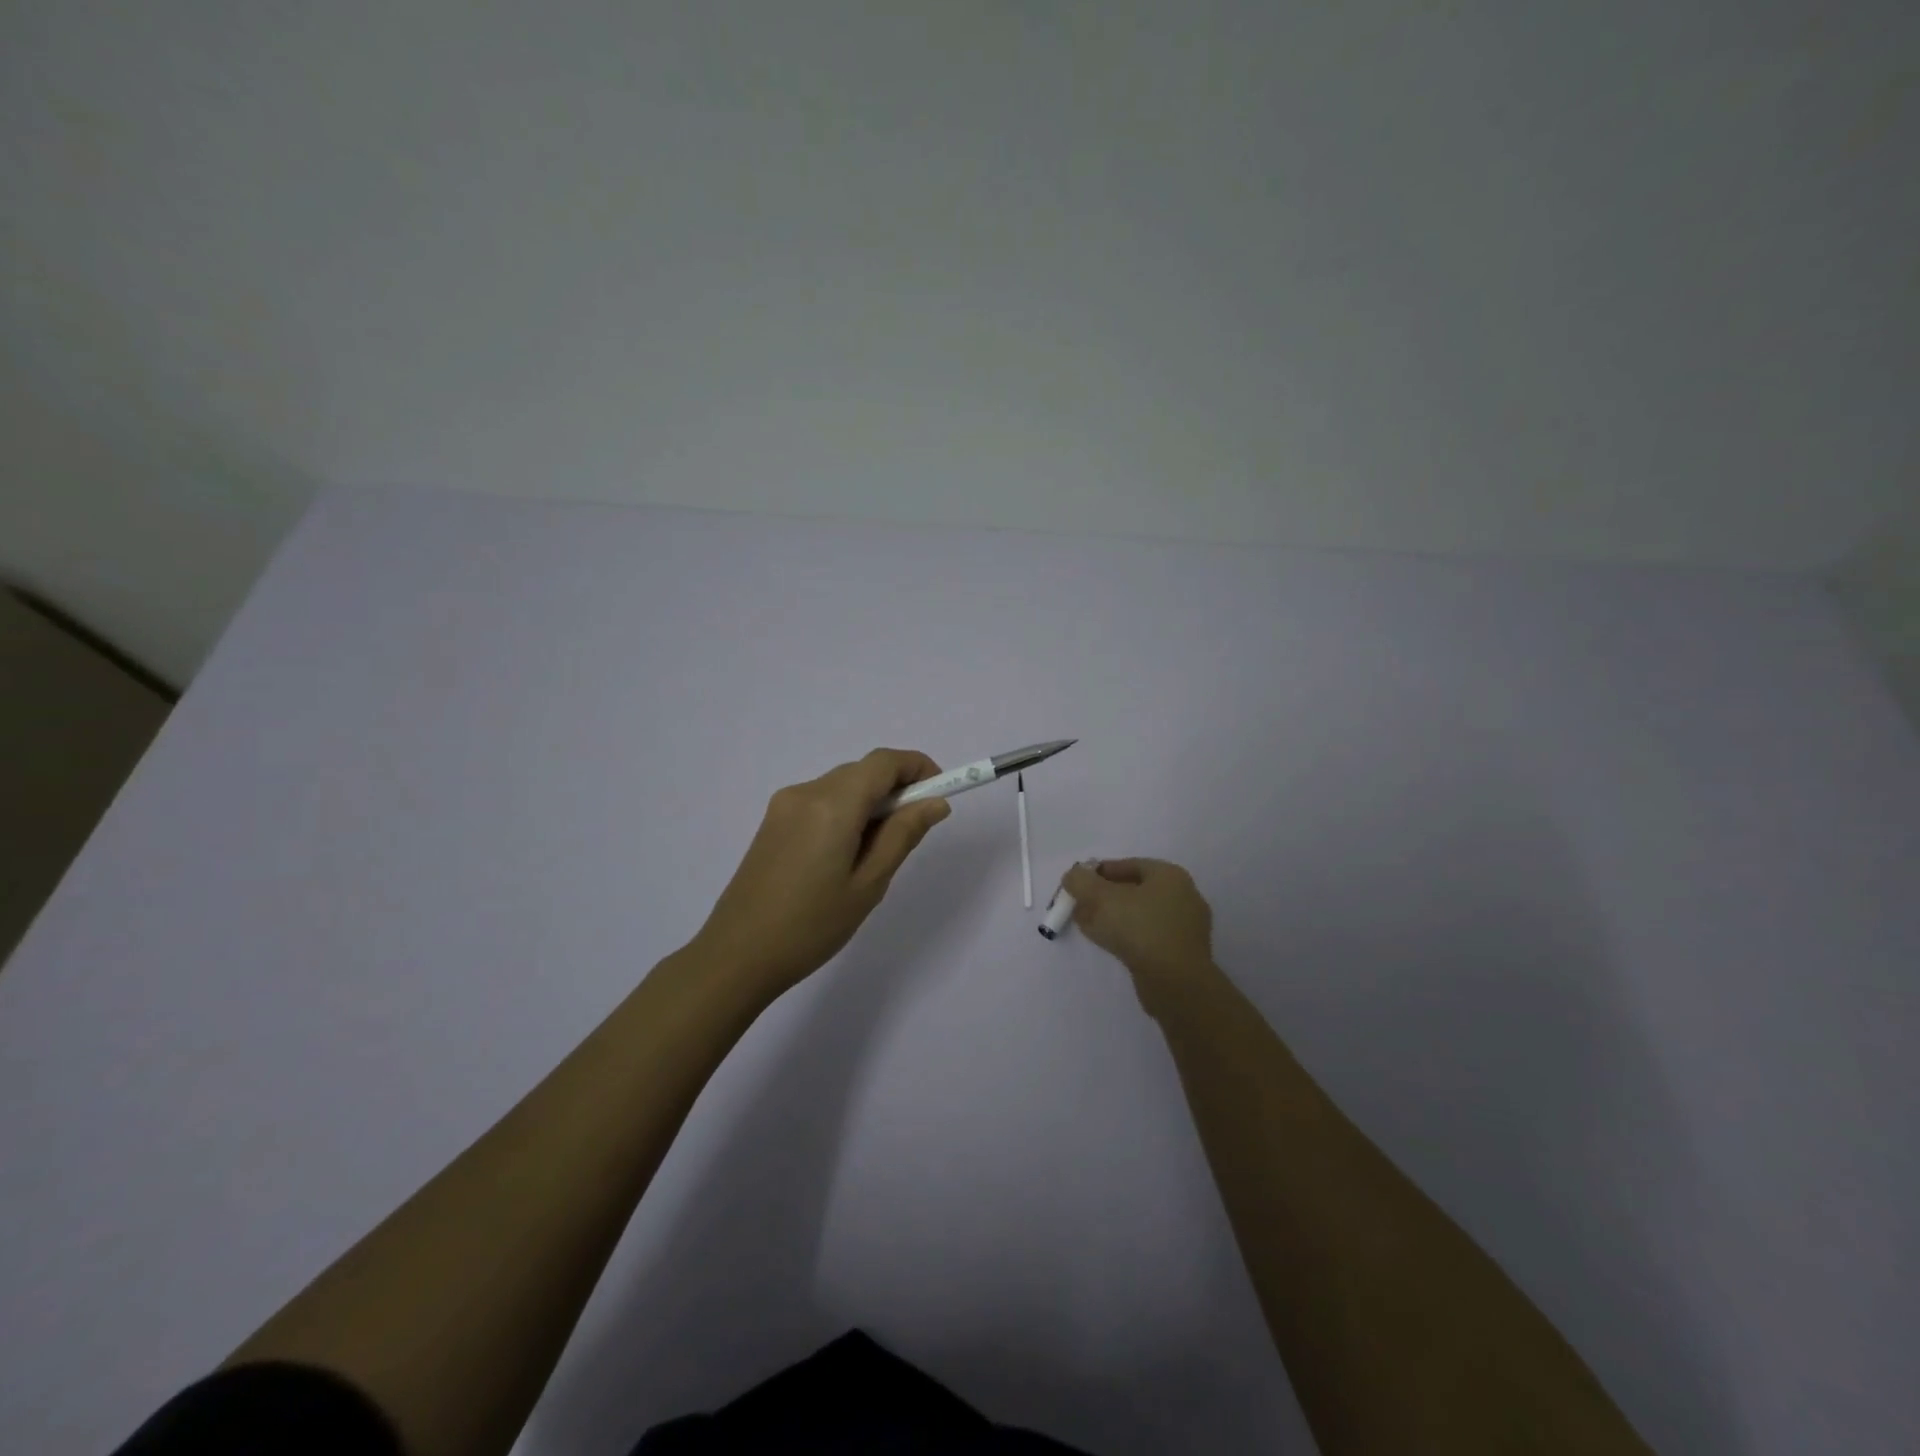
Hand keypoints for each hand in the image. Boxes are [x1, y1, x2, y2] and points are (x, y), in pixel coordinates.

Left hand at [691, 749, 951, 1000]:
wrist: (736, 956)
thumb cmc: (811, 926)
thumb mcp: (869, 884)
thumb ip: (903, 835)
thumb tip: (935, 803)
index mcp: (833, 803)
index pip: (884, 762)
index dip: (918, 767)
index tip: (940, 791)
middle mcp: (806, 791)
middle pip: (862, 772)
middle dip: (895, 789)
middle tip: (913, 832)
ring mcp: (784, 805)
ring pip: (841, 786)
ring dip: (869, 803)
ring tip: (875, 854)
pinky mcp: (772, 822)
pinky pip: (820, 801)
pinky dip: (845, 812)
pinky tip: (844, 856)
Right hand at [1061, 858, 1215, 1013]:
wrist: (1176, 983)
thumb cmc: (1139, 929)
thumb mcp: (1100, 898)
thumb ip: (1080, 881)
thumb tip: (1073, 876)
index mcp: (1170, 875)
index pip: (1128, 865)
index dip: (1098, 872)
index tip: (1078, 884)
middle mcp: (1183, 896)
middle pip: (1134, 890)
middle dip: (1103, 896)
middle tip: (1080, 905)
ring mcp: (1185, 927)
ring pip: (1139, 915)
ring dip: (1111, 917)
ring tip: (1086, 924)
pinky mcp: (1181, 953)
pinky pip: (1147, 936)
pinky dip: (1126, 935)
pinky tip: (1105, 943)